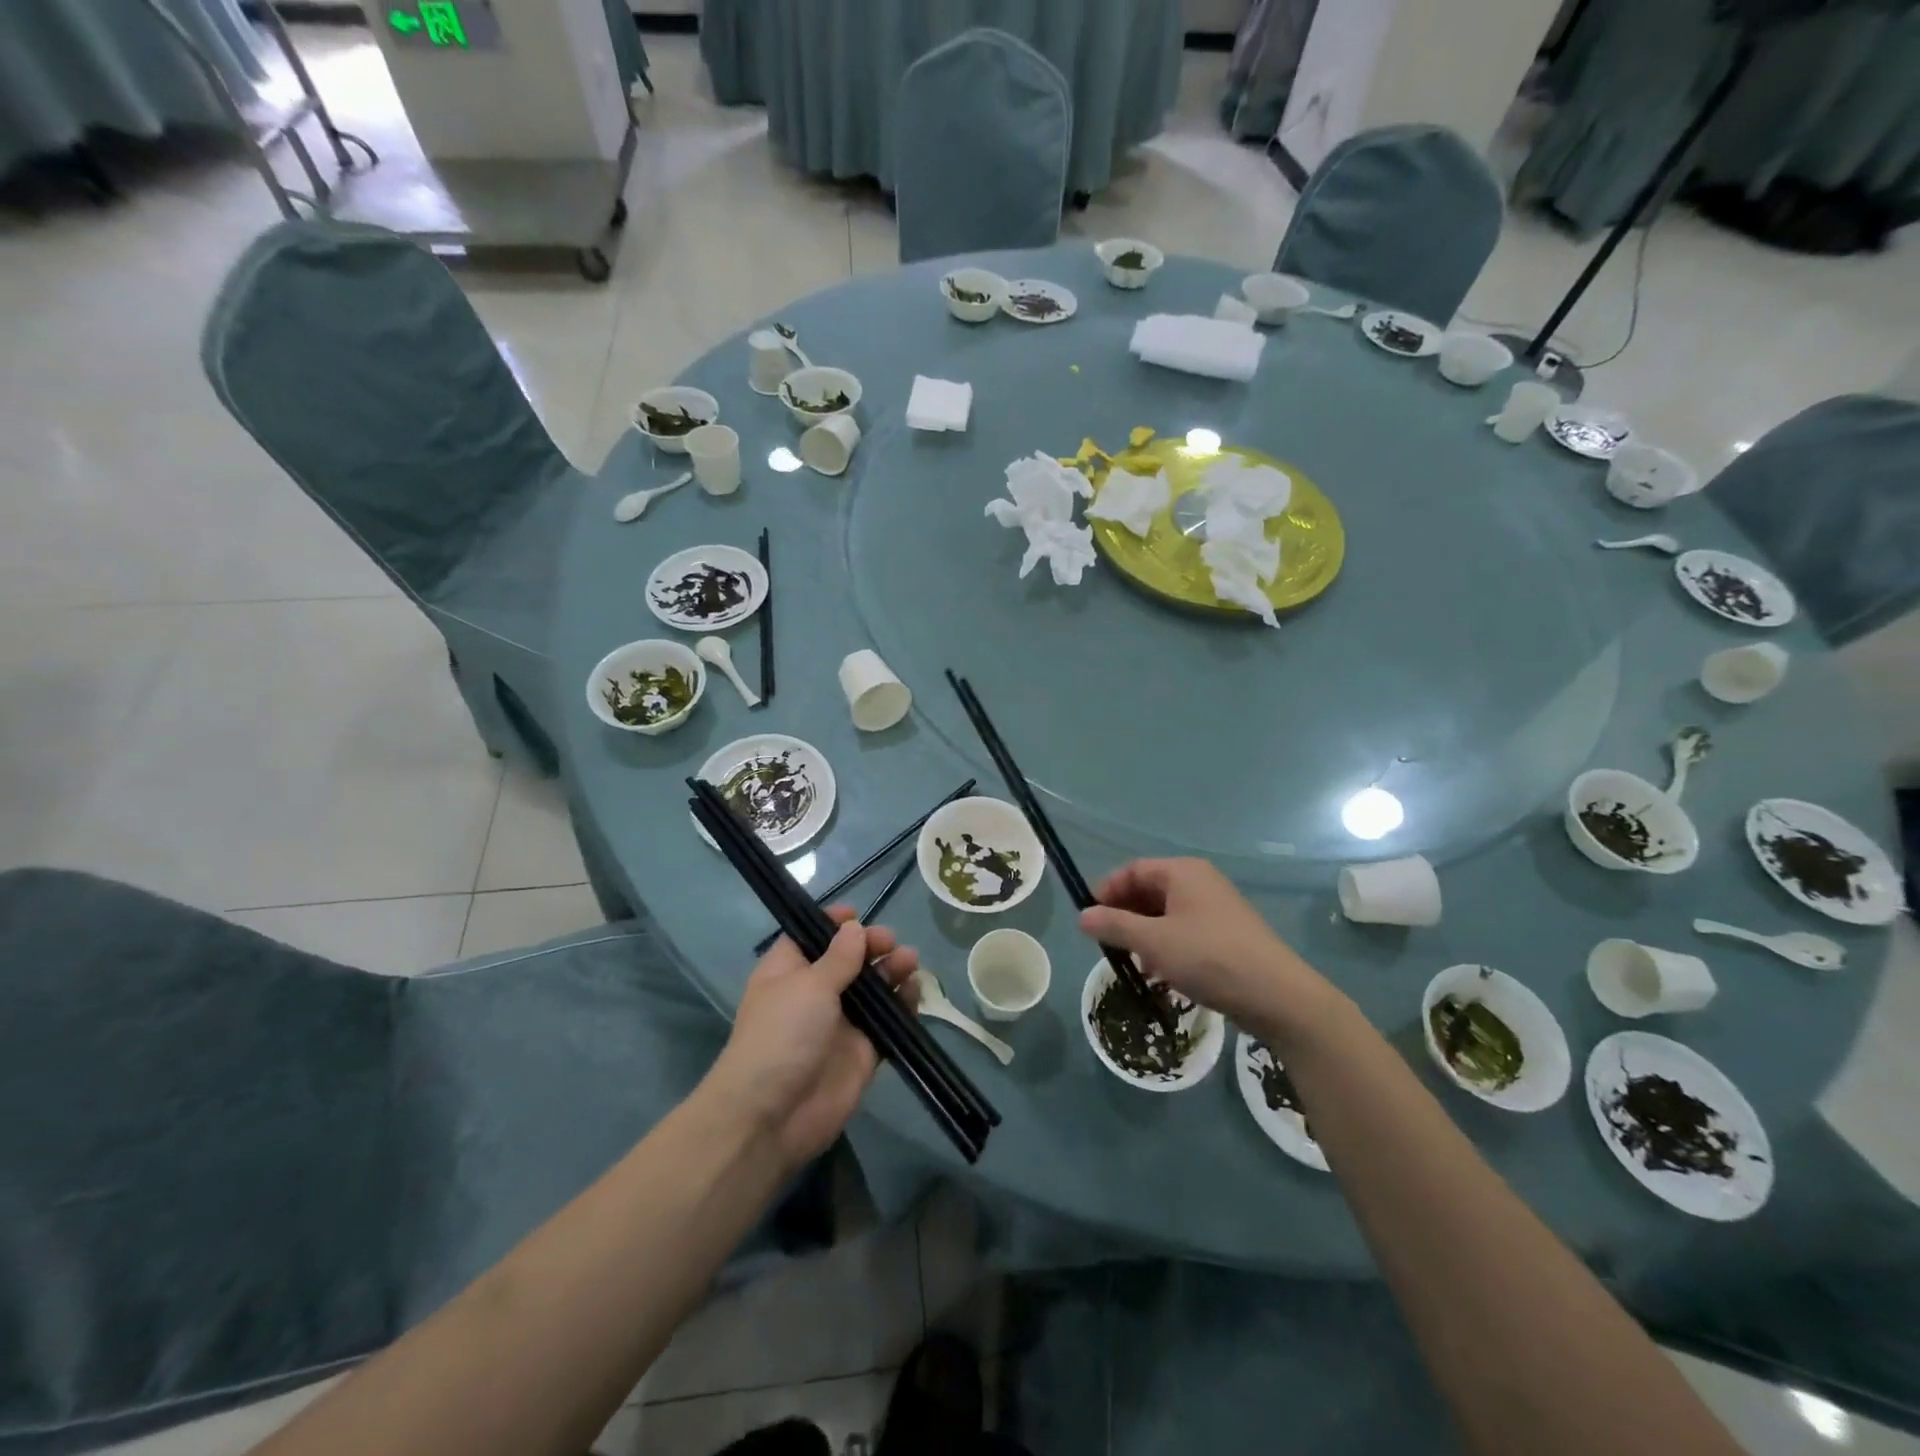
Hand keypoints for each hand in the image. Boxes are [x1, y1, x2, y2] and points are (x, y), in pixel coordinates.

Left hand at [705, 907, 918, 1171]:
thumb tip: (854, 928)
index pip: (811, 937)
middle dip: (871, 946)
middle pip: (849, 960)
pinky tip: (915, 990)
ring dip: (892, 971)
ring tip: (910, 961)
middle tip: (890, 943)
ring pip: (873, 989)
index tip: (858, 914)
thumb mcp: (808, 985)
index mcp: (788, 971)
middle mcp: (814, 993)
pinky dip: (904, 1004)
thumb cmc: (782, 1034)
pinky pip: (888, 1021)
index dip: (833, 924)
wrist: (773, 1115)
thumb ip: (838, 957)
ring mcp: (840, 1023)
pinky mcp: (863, 1051)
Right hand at [1079, 858, 1339, 1036]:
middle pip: (1150, 890)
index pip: (1133, 870)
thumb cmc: (1208, 957)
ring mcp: (1217, 909)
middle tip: (1106, 942)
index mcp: (1183, 872)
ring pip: (1166, 913)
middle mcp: (1200, 882)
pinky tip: (1160, 973)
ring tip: (1131, 961)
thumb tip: (1082, 916)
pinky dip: (1166, 945)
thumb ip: (1114, 926)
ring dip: (1143, 933)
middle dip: (1124, 914)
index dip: (1107, 890)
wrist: (1277, 996)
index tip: (1089, 918)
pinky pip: (1185, 930)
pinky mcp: (1227, 935)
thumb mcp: (1153, 942)